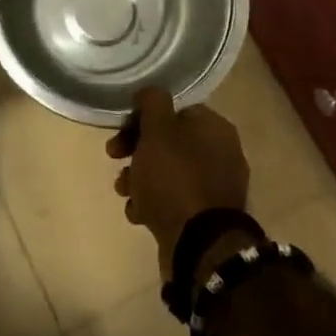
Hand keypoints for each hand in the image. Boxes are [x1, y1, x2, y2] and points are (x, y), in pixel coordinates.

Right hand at [107, 86, 249, 276]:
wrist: (199, 244)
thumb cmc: (175, 180)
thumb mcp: (158, 132)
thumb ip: (153, 104)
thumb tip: (150, 91)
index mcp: (214, 128)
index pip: (175, 109)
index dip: (143, 116)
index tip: (120, 129)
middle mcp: (221, 153)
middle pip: (169, 141)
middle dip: (137, 150)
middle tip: (114, 157)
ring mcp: (215, 187)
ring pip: (168, 172)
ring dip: (140, 179)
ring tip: (124, 192)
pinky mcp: (205, 216)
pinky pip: (174, 200)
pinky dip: (153, 204)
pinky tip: (139, 215)